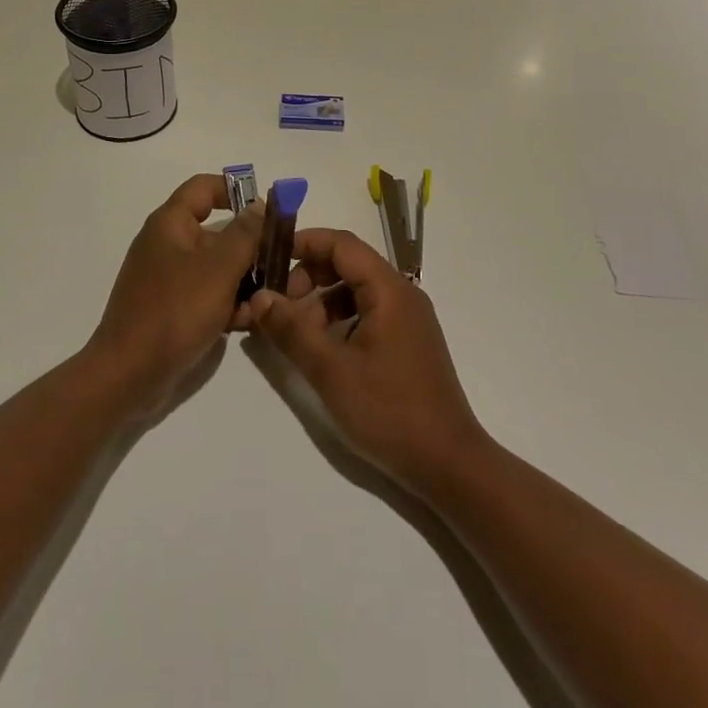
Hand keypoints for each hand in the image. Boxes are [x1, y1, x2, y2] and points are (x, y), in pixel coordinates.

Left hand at [85, 174, 263, 413]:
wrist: (128, 375)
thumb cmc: (175, 312)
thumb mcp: (219, 269)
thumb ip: (245, 234)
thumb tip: (258, 205)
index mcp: (170, 224)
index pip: (204, 187)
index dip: (236, 190)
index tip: (268, 210)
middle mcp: (167, 244)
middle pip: (216, 231)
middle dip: (249, 248)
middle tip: (279, 264)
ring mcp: (167, 278)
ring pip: (216, 267)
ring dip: (242, 281)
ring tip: (262, 303)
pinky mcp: (171, 308)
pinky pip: (206, 294)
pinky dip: (225, 304)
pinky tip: (243, 323)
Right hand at [247, 229, 488, 491]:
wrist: (448, 464)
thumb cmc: (389, 410)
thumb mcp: (330, 370)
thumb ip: (292, 329)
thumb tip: (259, 296)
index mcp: (389, 289)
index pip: (341, 243)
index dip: (304, 243)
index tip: (269, 256)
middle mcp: (402, 294)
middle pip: (348, 264)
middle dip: (309, 276)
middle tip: (279, 304)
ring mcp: (408, 319)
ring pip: (356, 290)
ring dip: (322, 301)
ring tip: (296, 333)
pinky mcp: (408, 342)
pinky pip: (367, 312)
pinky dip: (340, 320)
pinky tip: (323, 349)